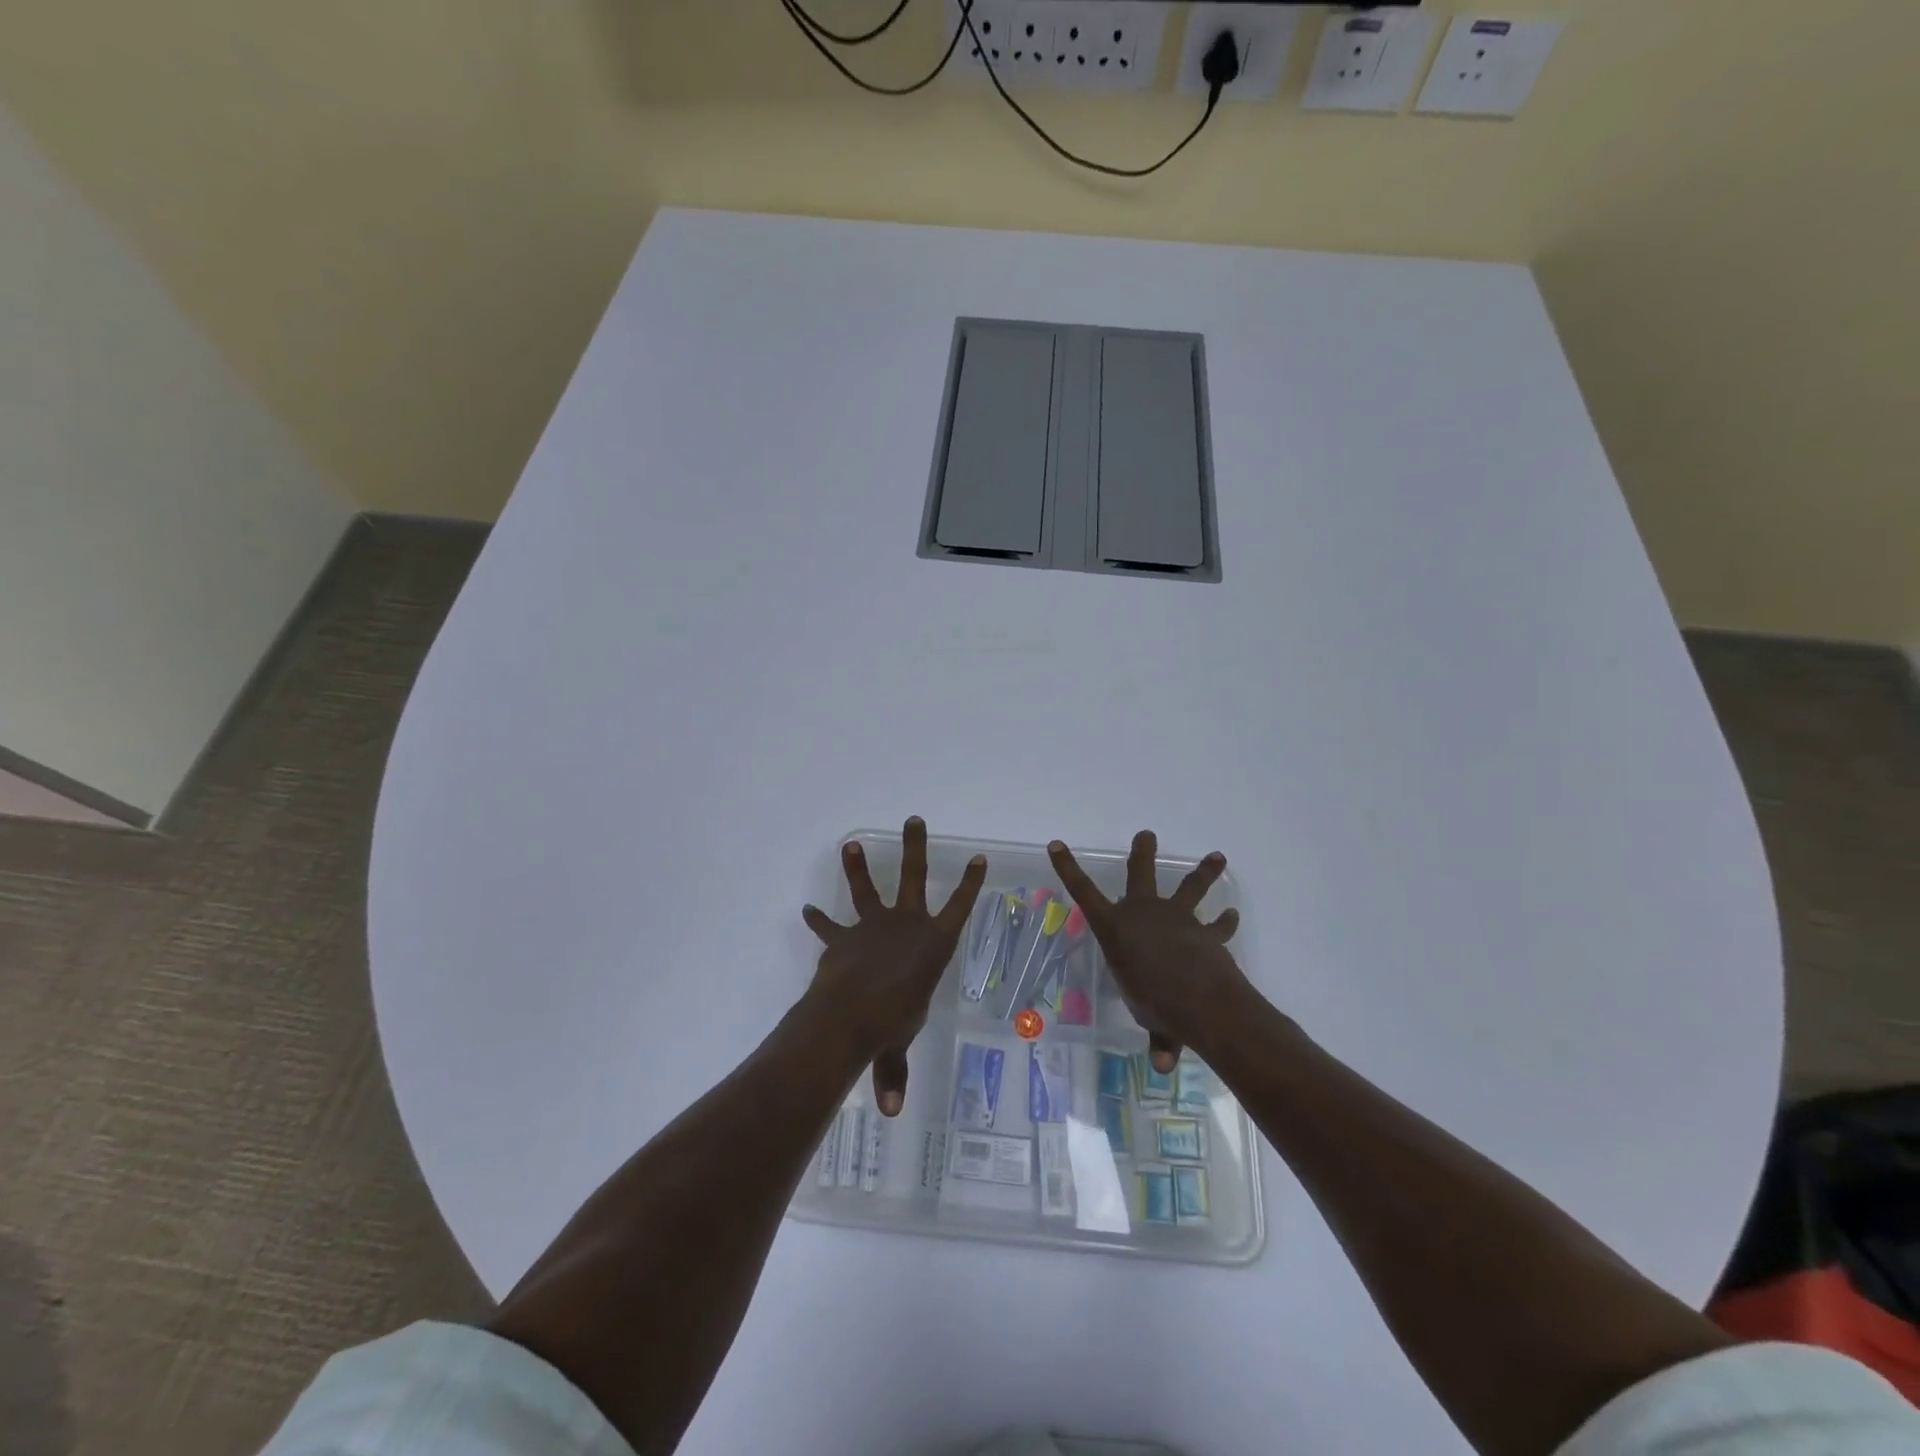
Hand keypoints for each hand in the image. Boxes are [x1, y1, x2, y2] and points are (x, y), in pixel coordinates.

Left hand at [803, 817, 986, 1116]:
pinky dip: (819, 920)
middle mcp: (906, 925)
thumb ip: (893, 1071)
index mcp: (932, 944)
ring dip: (858, 866)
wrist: (849, 1013)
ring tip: (850, 844)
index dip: (971, 883)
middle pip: (914, 877)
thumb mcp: (898, 1043)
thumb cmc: (890, 1022)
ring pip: (867, 888)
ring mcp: (872, 925)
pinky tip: (807, 909)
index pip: (960, 907)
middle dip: (915, 848)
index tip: (979, 857)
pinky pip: (830, 925)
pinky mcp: (843, 936)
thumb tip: (891, 1111)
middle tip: (914, 821)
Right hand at [1048, 829, 1248, 1073]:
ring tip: (1217, 856)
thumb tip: (1164, 1065)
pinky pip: (1217, 925)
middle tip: (1147, 834)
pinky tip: (1232, 916)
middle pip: (1140, 873)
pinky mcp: (1205, 930)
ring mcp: (1176, 917)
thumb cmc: (1156, 1003)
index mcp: (1115, 928)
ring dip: (1204, 871)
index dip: (1067, 868)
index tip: (1055, 844)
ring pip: (1190, 886)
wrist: (1198, 997)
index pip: (1083, 893)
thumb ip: (1159, 1035)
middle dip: (1142, 852)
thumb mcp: (1149, 1018)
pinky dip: (1225, 922)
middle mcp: (1143, 913)